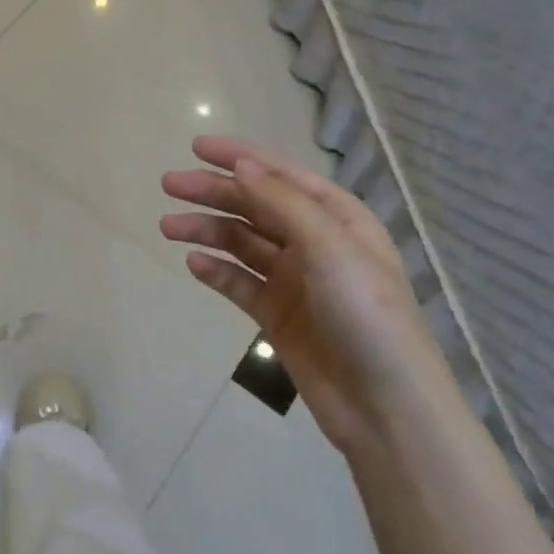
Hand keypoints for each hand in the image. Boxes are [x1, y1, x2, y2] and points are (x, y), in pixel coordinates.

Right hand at [161, 137, 452, 454]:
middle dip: (213, 191)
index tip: (196, 147)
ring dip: (207, 229)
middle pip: (254, 205)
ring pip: (241, 242)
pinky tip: (193, 263)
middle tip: (168, 185)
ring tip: (168, 226)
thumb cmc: (367, 315)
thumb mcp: (330, 248)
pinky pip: (239, 283)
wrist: (385, 407)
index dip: (240, 157)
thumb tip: (241, 165)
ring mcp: (294, 280)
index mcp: (337, 218)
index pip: (281, 175)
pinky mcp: (278, 314)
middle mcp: (314, 242)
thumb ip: (282, 204)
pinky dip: (216, 270)